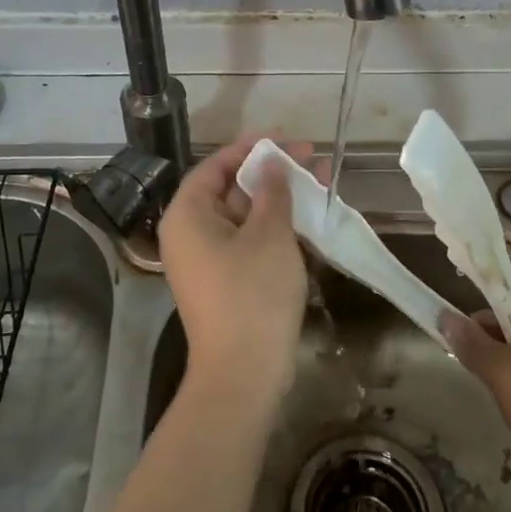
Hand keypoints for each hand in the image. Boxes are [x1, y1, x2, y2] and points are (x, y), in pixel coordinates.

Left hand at [158, 134, 310, 405]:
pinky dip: (277, 227)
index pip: (215, 166)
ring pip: (246, 216)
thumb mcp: (269, 235)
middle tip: (312, 158)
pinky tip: (310, 218)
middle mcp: (191, 234)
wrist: (244, 373)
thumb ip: (272, 191)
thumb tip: (273, 163)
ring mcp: (209, 260)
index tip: (285, 138)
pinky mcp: (227, 281)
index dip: (250, 148)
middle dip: (273, 173)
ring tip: (321, 182)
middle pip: (232, 189)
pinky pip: (250, 241)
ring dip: (281, 199)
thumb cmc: (252, 294)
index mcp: (188, 215)